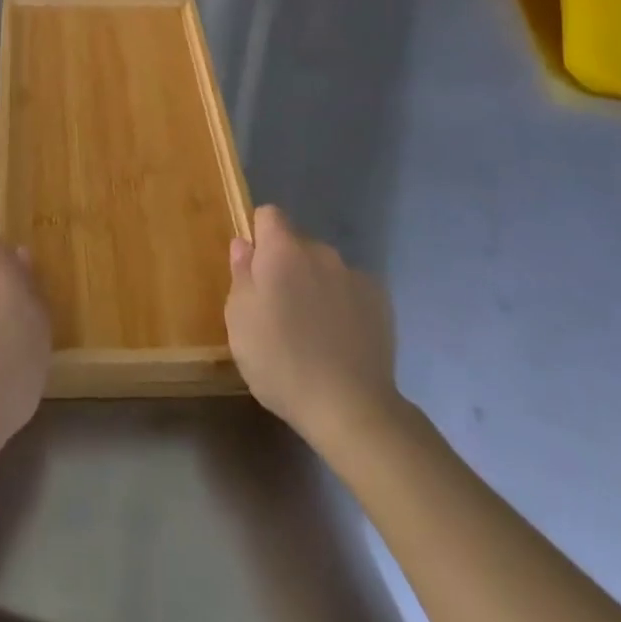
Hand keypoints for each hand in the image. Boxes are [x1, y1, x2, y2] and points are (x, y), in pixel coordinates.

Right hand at [225, 206, 404, 456]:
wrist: (350, 407)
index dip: (258, 236)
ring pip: (325, 269)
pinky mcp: (380, 303)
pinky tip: (338, 341)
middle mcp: (321, 252)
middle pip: (297, 244)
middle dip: (286, 265)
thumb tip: (243, 244)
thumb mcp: (240, 319)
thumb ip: (241, 274)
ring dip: (314, 285)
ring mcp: (355, 276)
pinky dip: (342, 305)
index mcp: (282, 250)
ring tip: (310, 330)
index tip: (253, 270)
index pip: (268, 215)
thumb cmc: (279, 360)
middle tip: (277, 309)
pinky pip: (351, 291)